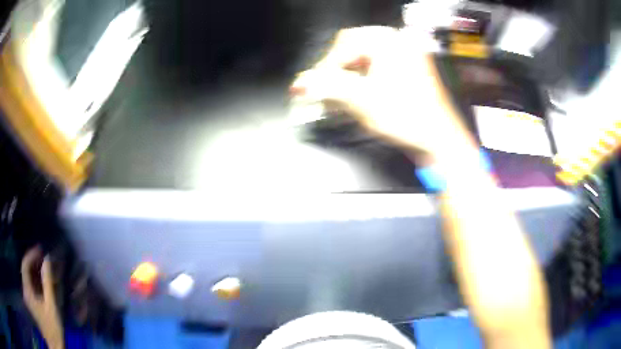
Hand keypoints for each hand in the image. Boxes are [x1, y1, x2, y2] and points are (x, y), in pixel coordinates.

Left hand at [21, 247, 63, 348]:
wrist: (54, 344)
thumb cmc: (52, 328)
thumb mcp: (51, 307)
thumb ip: (48, 284)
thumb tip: (47, 261)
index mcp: (27, 289)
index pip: (25, 264)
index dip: (31, 254)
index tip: (40, 249)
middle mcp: (25, 289)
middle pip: (26, 269)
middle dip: (34, 262)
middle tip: (44, 258)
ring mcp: (28, 296)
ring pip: (28, 277)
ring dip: (35, 271)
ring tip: (45, 268)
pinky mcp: (31, 301)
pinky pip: (31, 285)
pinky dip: (36, 280)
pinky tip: (43, 282)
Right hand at [291, 26, 470, 154]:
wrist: (439, 139)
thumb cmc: (406, 117)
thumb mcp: (362, 100)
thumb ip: (327, 87)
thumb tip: (298, 83)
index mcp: (388, 40)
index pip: (343, 45)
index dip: (325, 68)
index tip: (315, 89)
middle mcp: (397, 40)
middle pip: (352, 49)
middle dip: (337, 70)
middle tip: (328, 93)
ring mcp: (405, 52)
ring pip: (364, 58)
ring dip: (349, 76)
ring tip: (343, 97)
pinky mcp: (408, 67)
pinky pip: (377, 65)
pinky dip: (364, 78)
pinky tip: (360, 94)